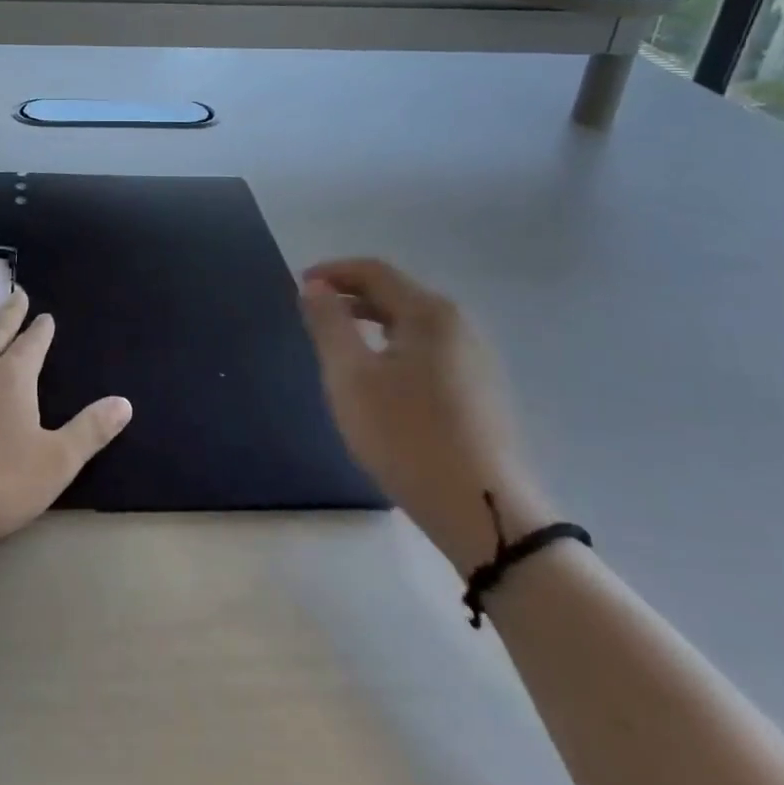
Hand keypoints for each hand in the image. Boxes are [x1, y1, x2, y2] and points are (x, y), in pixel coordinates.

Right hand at [300, 258, 550, 572]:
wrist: (484, 513)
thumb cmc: (406, 435)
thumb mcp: (350, 376)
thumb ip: (328, 324)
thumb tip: (315, 287)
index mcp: (429, 313)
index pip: (374, 271)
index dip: (333, 272)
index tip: (300, 286)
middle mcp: (459, 325)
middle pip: (397, 294)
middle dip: (351, 297)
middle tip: (315, 315)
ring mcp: (476, 359)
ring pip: (413, 324)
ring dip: (372, 323)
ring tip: (341, 345)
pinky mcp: (482, 391)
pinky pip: (429, 350)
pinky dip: (395, 346)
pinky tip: (381, 379)